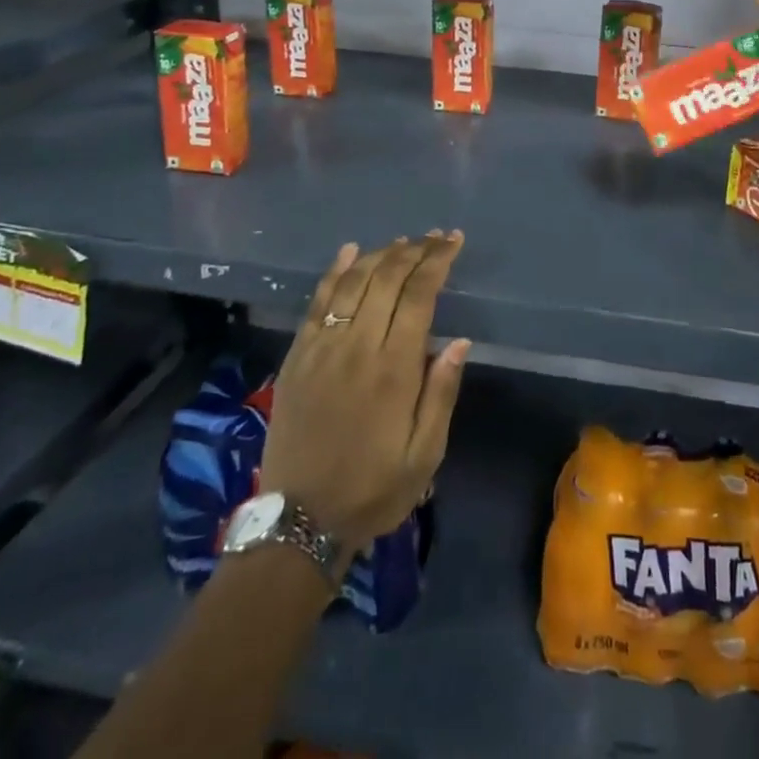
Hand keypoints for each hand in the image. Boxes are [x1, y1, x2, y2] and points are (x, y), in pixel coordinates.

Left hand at [259, 234, 470, 562]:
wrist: (299, 522)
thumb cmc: (373, 488)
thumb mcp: (424, 454)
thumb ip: (441, 393)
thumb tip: (460, 341)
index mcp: (394, 369)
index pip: (419, 295)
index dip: (437, 261)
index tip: (453, 241)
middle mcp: (357, 347)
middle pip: (386, 279)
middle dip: (414, 250)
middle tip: (435, 237)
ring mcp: (322, 348)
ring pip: (352, 282)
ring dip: (380, 255)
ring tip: (403, 241)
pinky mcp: (297, 356)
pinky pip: (317, 302)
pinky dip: (335, 271)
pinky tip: (350, 251)